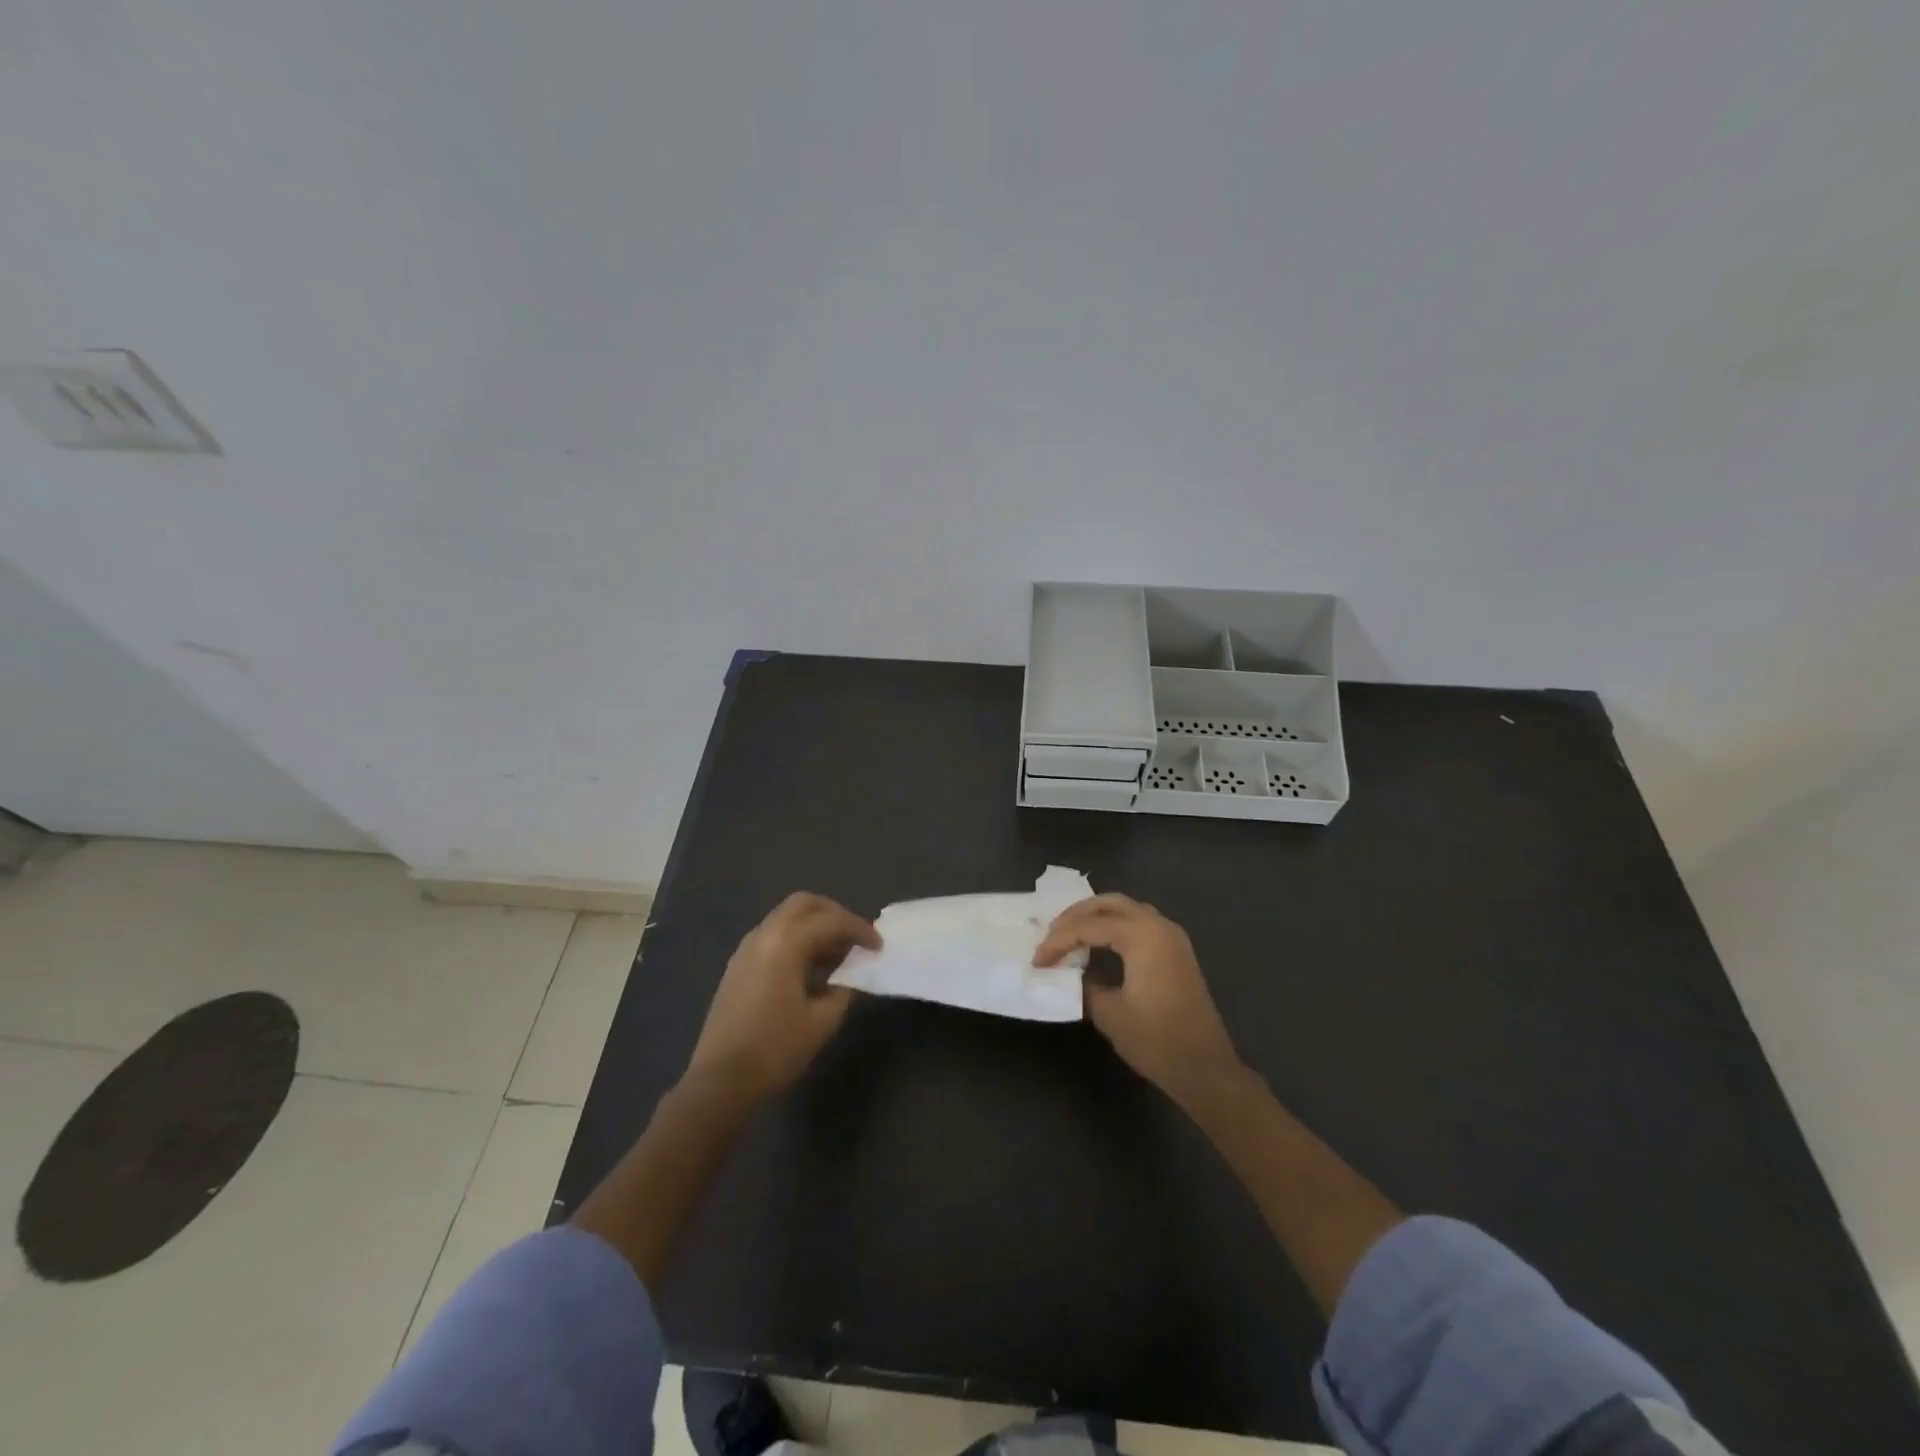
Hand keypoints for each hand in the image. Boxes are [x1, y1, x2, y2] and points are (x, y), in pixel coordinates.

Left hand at [685, 893, 880, 1104]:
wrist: (720, 1082)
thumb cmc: (775, 1049)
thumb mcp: (822, 1021)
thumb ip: (843, 990)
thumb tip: (850, 977)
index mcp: (785, 943)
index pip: (830, 921)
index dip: (859, 929)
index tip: (878, 946)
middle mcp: (763, 935)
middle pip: (803, 904)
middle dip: (833, 914)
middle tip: (854, 937)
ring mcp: (746, 950)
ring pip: (785, 918)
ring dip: (813, 926)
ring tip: (837, 954)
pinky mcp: (737, 967)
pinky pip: (772, 937)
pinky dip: (795, 940)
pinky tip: (809, 969)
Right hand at [1035, 894, 1239, 1097]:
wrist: (1205, 1068)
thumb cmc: (1156, 1040)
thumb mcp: (1109, 1013)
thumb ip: (1085, 985)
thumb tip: (1073, 973)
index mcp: (1142, 935)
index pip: (1089, 926)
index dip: (1059, 941)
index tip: (1037, 961)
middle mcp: (1159, 925)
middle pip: (1109, 903)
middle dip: (1076, 915)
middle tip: (1051, 934)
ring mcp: (1172, 937)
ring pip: (1127, 909)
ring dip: (1096, 917)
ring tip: (1070, 935)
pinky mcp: (1177, 951)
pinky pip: (1140, 923)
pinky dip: (1115, 926)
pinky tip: (1099, 944)